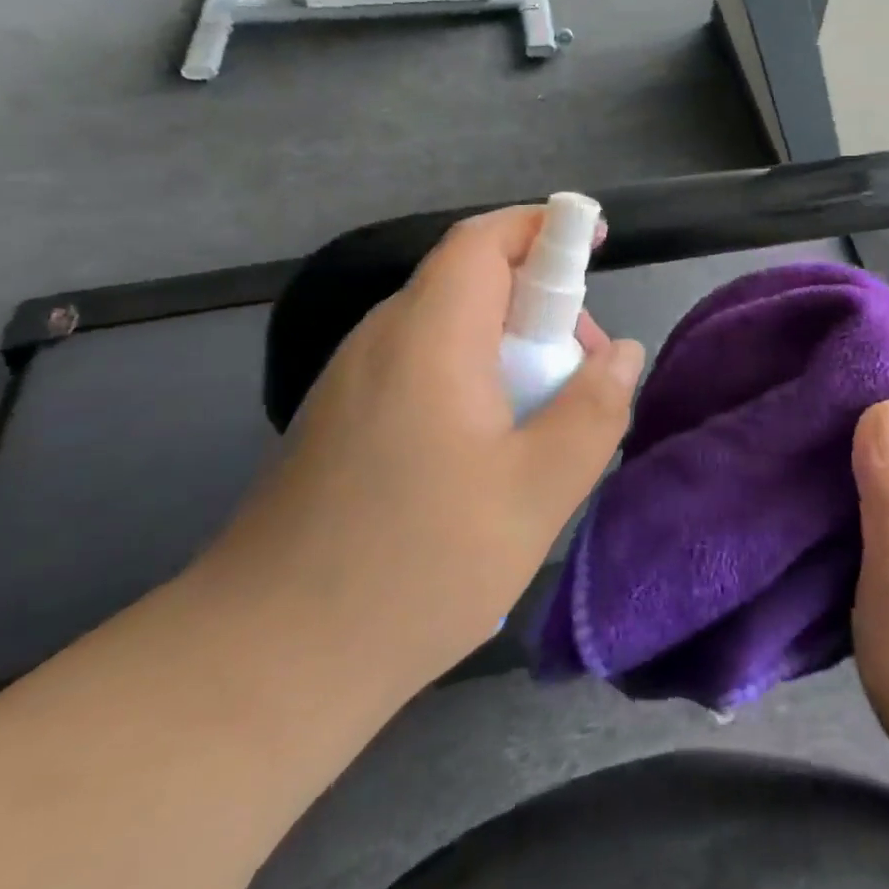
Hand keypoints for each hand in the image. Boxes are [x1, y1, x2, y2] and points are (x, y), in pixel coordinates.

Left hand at [196, 206, 645, 708]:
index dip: (542, 227)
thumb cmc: (415, 565)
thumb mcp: (536, 490)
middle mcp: (383, 341)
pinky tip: (494, 449)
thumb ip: (592, 410)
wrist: (266, 662)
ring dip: (511, 347)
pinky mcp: (343, 422)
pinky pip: (424, 367)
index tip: (597, 242)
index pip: (483, 240)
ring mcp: (354, 382)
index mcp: (429, 336)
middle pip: (471, 282)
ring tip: (549, 416)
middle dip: (541, 304)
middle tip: (585, 369)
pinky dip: (475, 378)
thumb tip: (623, 353)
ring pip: (450, 328)